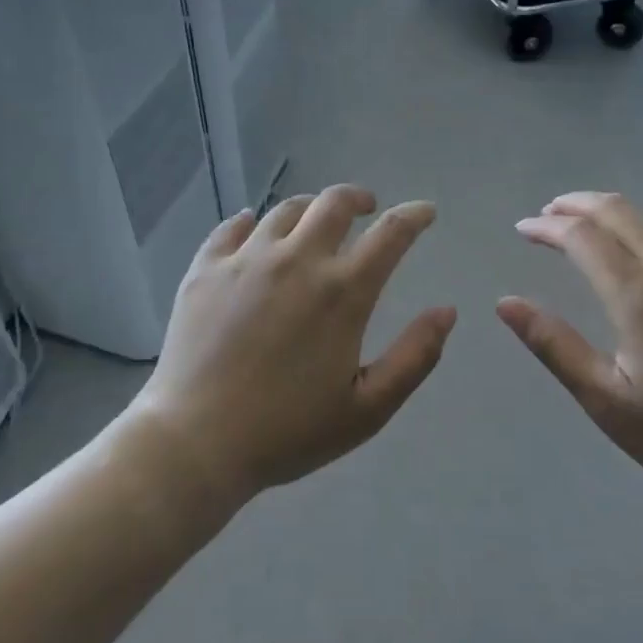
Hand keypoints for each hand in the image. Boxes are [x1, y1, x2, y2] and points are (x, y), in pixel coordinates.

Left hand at [133, 186, 456, 505]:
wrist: (195, 443)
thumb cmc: (288, 431)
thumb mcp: (368, 408)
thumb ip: (414, 357)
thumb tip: (446, 311)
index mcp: (342, 292)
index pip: (390, 234)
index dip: (414, 216)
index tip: (425, 212)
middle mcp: (296, 260)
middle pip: (334, 202)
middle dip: (359, 198)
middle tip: (367, 209)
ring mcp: (245, 260)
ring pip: (285, 209)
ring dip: (310, 208)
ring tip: (314, 223)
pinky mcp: (205, 269)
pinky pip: (231, 227)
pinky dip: (251, 222)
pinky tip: (252, 229)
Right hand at [497, 191, 642, 508]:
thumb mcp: (608, 401)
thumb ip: (555, 346)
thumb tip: (505, 302)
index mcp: (639, 295)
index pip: (582, 237)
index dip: (547, 227)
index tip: (523, 229)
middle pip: (619, 212)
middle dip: (577, 205)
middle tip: (548, 213)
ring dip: (611, 214)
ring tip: (583, 225)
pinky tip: (636, 255)